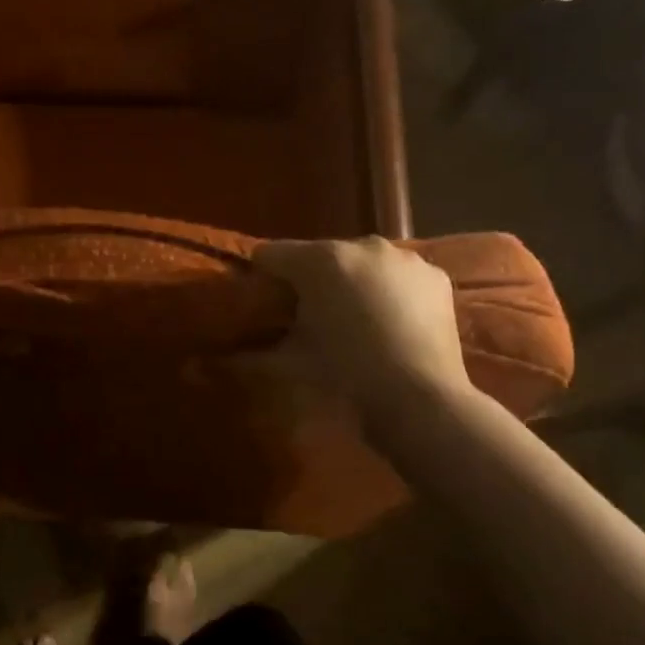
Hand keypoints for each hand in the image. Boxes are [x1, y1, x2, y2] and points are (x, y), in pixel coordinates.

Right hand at [254, 238, 473, 416]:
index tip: (266, 305)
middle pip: (319, 255)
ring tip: (356, 323)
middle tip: (312, 320)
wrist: (418, 398)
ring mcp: (403, 257)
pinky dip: (389, 291)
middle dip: (311, 281)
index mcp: (320, 260)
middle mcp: (362, 245)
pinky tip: (391, 324)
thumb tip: (210, 362)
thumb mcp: (289, 365)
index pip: (271, 254)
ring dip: (351, 283)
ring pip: (360, 262)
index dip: (263, 277)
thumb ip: (248, 355)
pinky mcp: (434, 275)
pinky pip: (397, 275)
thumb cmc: (345, 377)